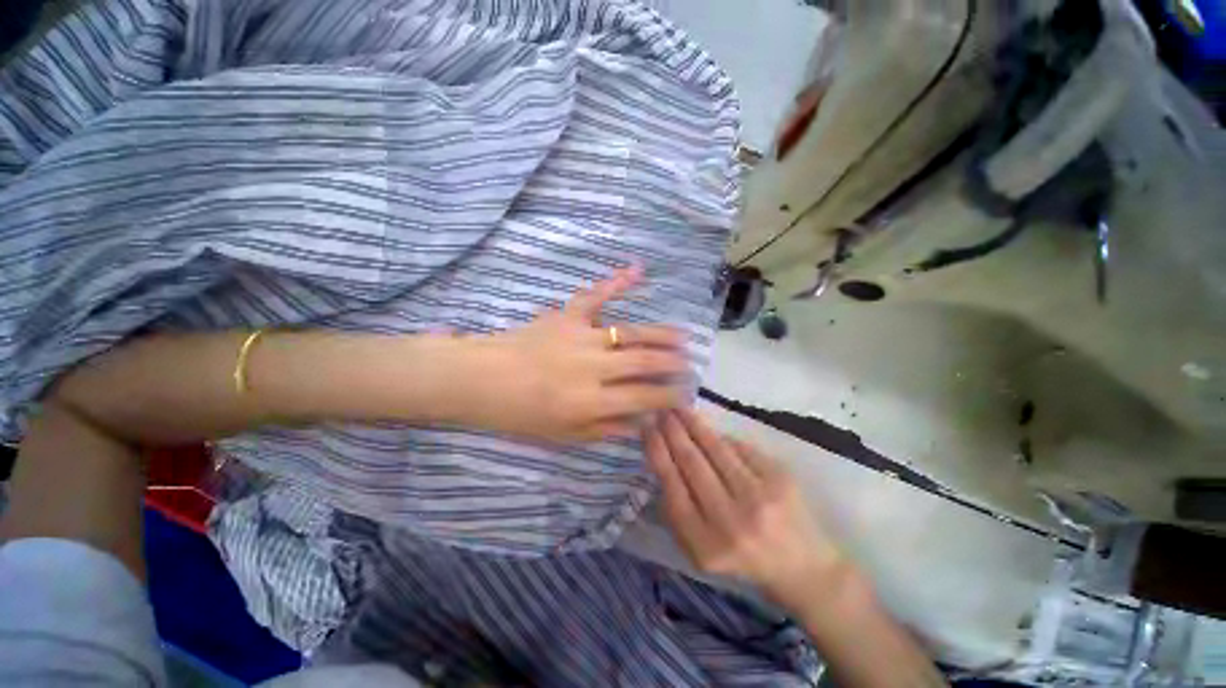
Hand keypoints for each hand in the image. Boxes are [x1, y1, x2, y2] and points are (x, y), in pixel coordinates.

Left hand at [466, 268, 690, 442]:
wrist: (480, 380)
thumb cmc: (520, 414)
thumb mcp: (564, 436)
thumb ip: (607, 428)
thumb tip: (643, 422)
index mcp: (591, 400)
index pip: (644, 397)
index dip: (669, 396)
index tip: (684, 395)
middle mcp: (592, 366)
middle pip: (644, 361)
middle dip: (673, 363)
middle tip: (690, 364)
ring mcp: (580, 336)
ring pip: (630, 331)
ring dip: (661, 334)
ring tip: (682, 336)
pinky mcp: (566, 315)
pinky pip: (595, 295)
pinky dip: (616, 281)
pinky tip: (638, 269)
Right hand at [645, 410, 845, 609]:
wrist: (804, 568)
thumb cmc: (743, 560)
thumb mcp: (700, 550)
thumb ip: (677, 512)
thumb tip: (664, 459)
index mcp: (705, 545)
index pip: (672, 486)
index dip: (657, 451)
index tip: (647, 428)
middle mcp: (731, 521)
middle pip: (691, 463)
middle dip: (672, 431)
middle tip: (661, 411)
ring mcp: (759, 497)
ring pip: (715, 449)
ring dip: (693, 424)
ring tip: (679, 409)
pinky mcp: (779, 479)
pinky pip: (739, 448)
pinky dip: (720, 436)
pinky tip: (706, 427)